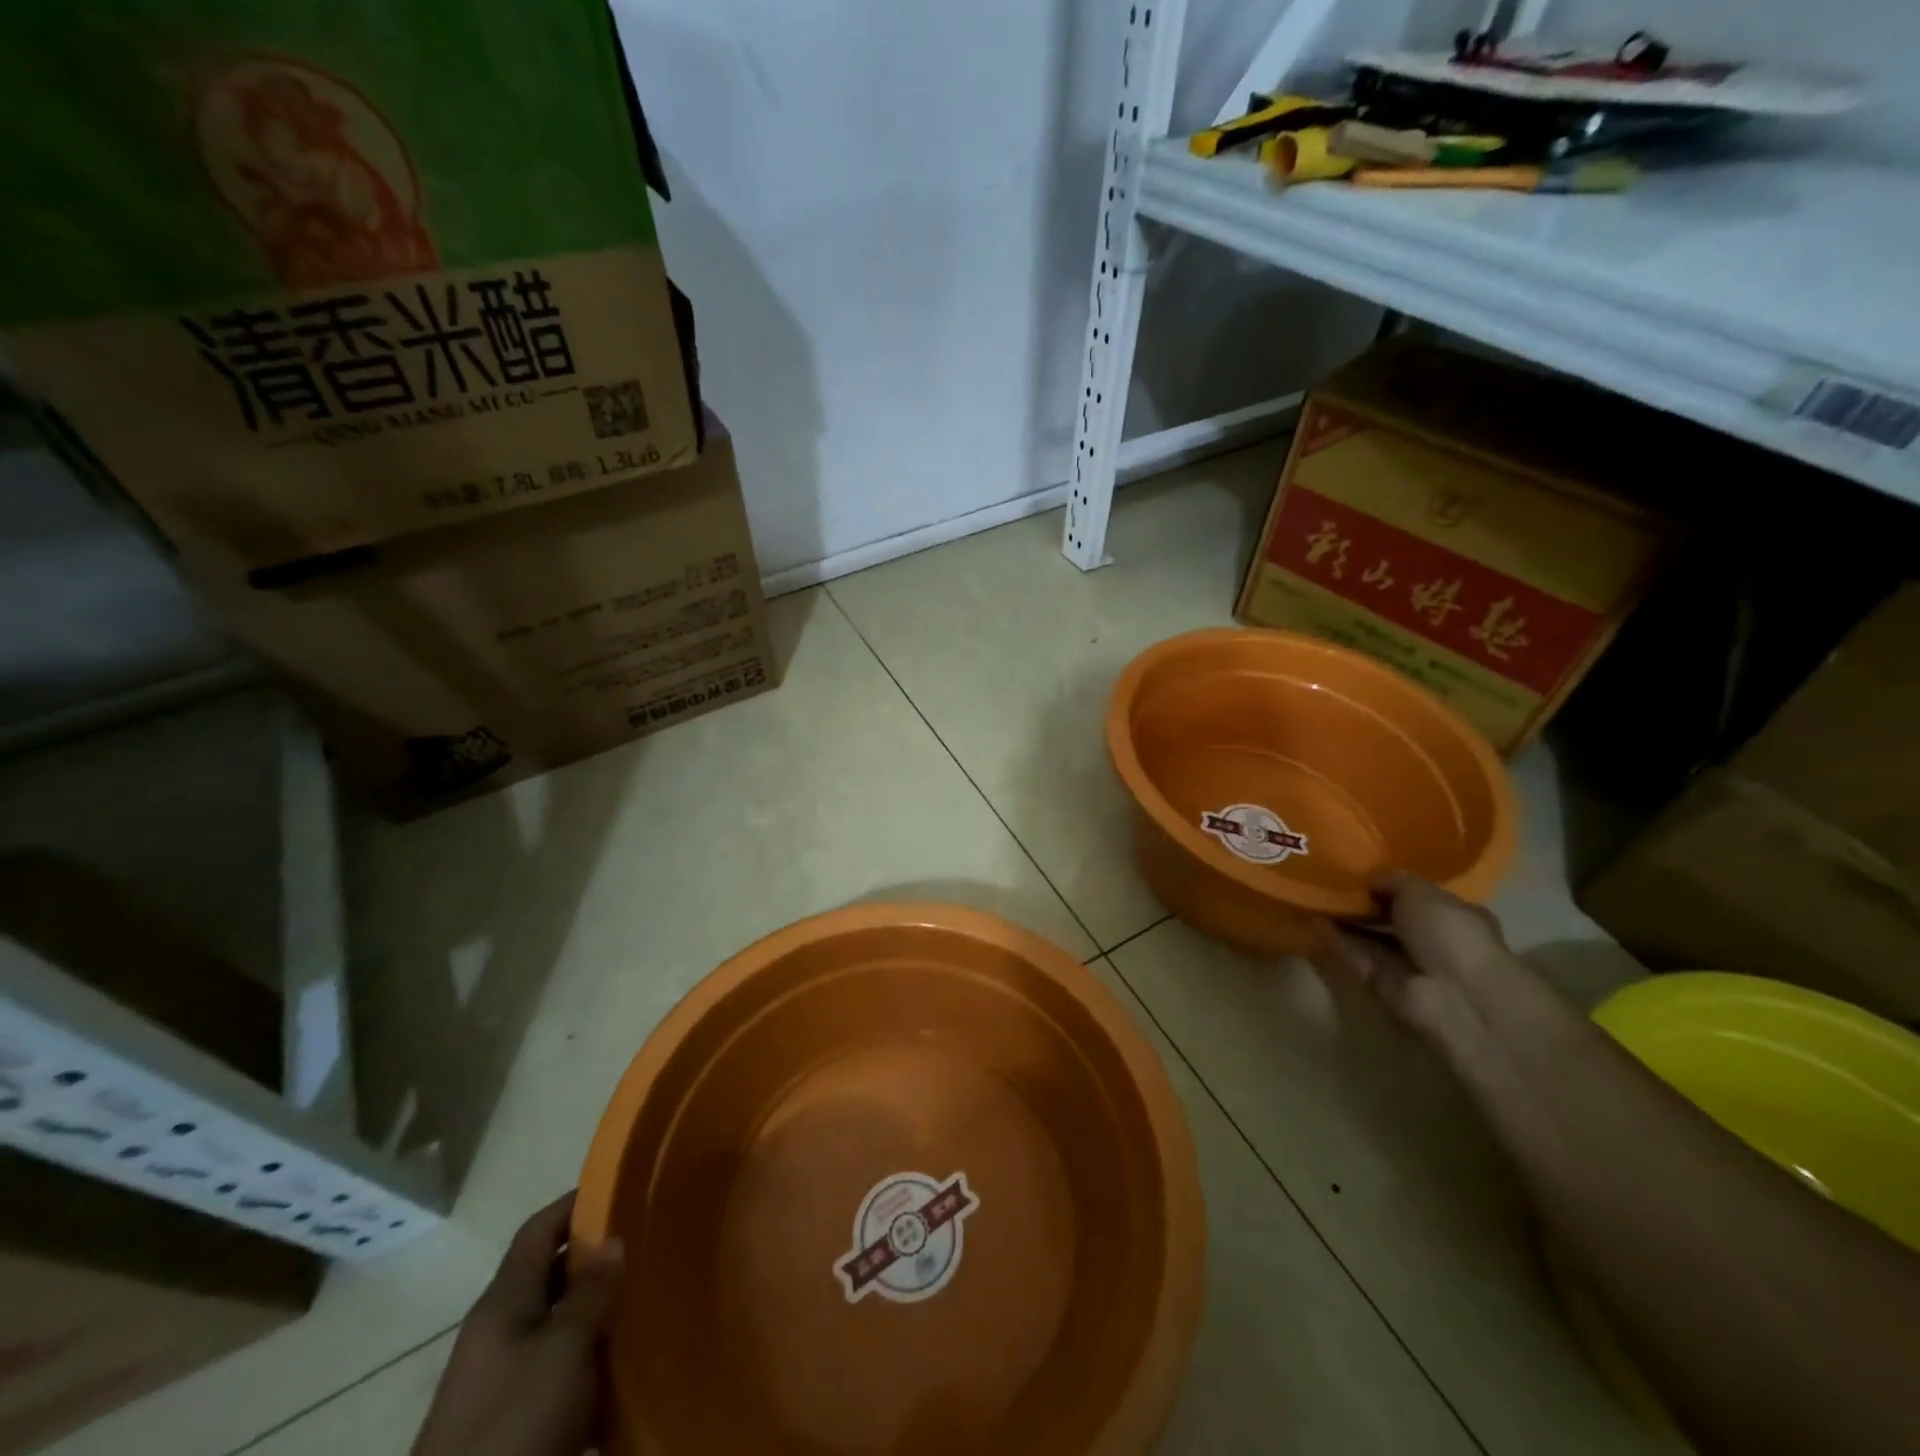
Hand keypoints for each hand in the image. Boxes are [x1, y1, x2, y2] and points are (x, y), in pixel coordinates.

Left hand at [413, 1194, 623, 1455]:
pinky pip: (557, 1367)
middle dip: (595, 1256)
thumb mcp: (561, 1351)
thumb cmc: (512, 1424)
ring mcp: (501, 1376)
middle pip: (549, 1274)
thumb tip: (612, 1239)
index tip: (620, 1186)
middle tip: (645, 1241)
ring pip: (556, 1322)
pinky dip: (588, 1357)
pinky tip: (622, 1362)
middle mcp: (498, 1330)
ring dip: (595, 1309)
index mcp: (502, 1303)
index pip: (538, 1231)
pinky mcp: (511, 1417)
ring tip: (643, 1296)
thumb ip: (590, 1293)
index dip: (575, 1203)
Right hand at [1310, 870, 1563, 1067]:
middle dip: (1364, 903)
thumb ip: (1393, 879)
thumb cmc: (1450, 934)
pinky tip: (1313, 921)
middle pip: (1391, 918)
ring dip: (1345, 921)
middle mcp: (1434, 941)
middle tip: (1329, 881)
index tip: (1359, 871)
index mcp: (1454, 915)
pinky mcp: (1384, 985)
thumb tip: (1370, 877)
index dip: (1390, 884)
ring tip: (1314, 897)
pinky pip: (1357, 958)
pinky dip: (1337, 942)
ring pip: (1371, 938)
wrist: (1457, 996)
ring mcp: (1409, 965)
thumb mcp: (1421, 892)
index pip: (1419, 897)